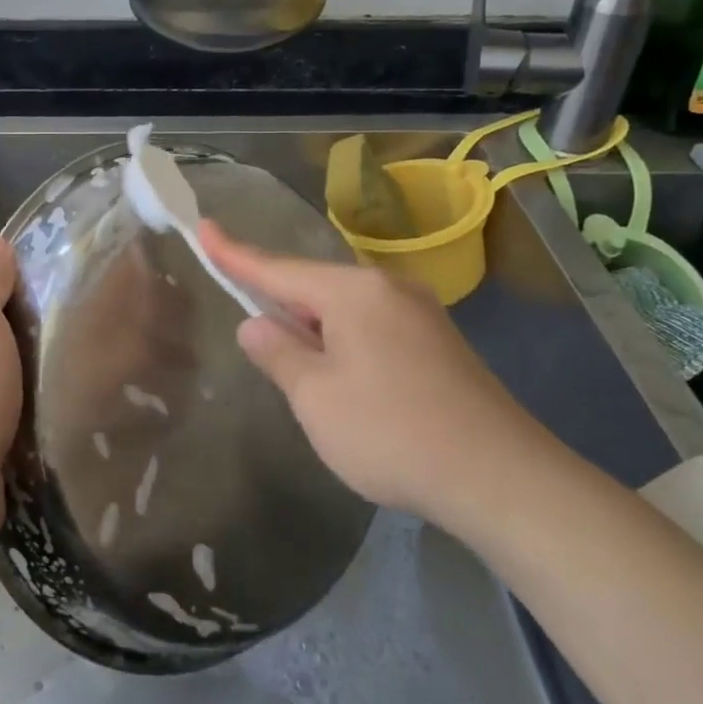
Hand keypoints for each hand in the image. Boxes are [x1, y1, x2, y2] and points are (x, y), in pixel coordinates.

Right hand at [199, 220, 551, 518]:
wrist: (498, 476)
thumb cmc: (391, 432)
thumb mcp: (316, 397)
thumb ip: (279, 354)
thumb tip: (256, 323)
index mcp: (353, 292)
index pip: (278, 268)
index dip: (235, 254)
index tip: (204, 227)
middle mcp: (388, 288)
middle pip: (315, 287)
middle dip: (280, 305)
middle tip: (253, 331)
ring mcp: (420, 314)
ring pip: (345, 310)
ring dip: (314, 330)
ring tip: (297, 368)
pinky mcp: (438, 343)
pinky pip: (373, 328)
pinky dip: (344, 343)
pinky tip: (343, 379)